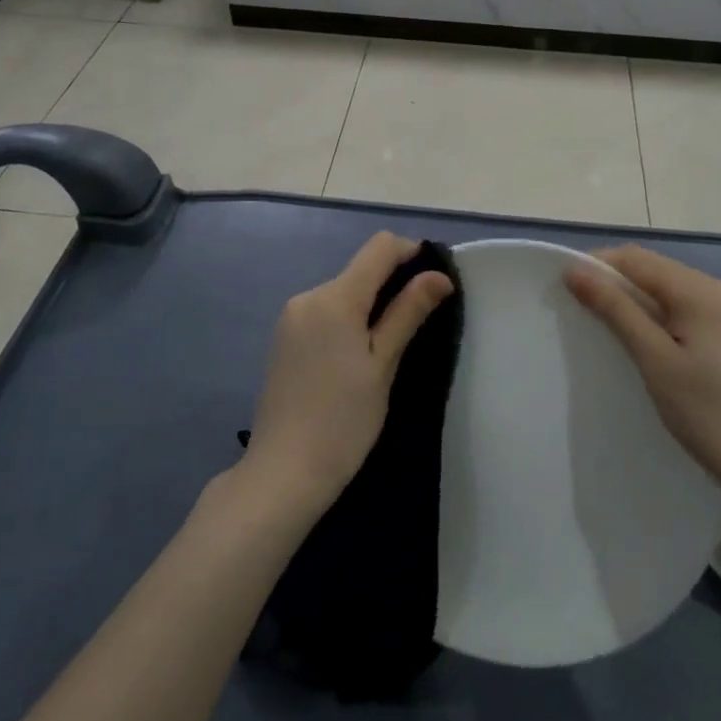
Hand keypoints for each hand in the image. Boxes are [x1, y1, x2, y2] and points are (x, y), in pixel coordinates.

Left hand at [243, 233, 453, 518]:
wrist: (282, 474)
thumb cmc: (343, 422)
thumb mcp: (383, 365)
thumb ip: (408, 312)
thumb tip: (439, 275)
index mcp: (335, 297)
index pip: (380, 247)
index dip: (412, 253)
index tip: (434, 284)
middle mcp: (308, 296)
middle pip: (361, 269)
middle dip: (393, 284)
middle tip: (419, 324)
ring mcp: (291, 317)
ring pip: (343, 291)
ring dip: (370, 304)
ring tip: (390, 347)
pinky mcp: (284, 337)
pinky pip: (325, 311)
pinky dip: (348, 319)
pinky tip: (357, 357)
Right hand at [565, 246, 720, 494]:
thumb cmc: (710, 413)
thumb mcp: (655, 359)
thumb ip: (616, 310)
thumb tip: (575, 270)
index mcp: (701, 290)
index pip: (637, 259)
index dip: (598, 266)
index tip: (566, 289)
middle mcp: (720, 290)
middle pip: (655, 270)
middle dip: (616, 282)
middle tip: (582, 310)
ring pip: (671, 290)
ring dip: (636, 300)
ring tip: (607, 327)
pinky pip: (687, 309)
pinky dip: (660, 316)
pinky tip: (646, 342)